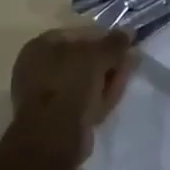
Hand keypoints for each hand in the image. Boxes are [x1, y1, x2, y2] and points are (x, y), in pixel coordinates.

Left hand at [11, 26, 136, 160]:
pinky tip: (115, 96)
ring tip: (128, 75)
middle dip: (108, 59)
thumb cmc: (69, 85)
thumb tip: (129, 31)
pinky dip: (99, 97)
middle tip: (130, 60)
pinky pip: (82, 101)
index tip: (125, 43)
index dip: (103, 37)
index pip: (78, 34)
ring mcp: (47, 95)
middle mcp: (39, 67)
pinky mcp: (56, 118)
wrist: (53, 138)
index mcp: (41, 45)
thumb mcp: (96, 57)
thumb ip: (114, 43)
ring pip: (84, 81)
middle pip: (82, 59)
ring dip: (107, 77)